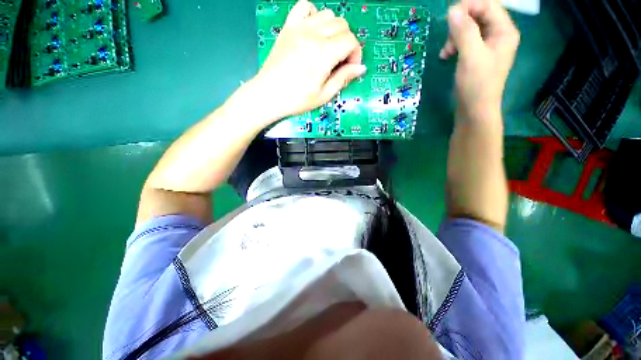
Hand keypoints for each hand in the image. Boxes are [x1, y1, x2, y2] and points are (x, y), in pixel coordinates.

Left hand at [254, 0, 365, 121]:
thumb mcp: (323, 95)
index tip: (351, 68)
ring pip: (328, 14)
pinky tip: (313, 31)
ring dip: (334, 30)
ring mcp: (299, 28)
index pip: (351, 41)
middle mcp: (313, 35)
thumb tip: (360, 68)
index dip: (356, 54)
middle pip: (342, 25)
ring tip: (329, 48)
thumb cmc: (297, 99)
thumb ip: (343, 78)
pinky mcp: (288, 27)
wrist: (269, 95)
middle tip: (340, 62)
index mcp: (323, 54)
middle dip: (348, 43)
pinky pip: (304, 6)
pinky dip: (314, 15)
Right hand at [440, 0, 519, 121]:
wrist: (474, 111)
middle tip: (448, 39)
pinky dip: (455, 45)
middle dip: (460, 24)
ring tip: (445, 51)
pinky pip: (466, 41)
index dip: (468, 7)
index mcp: (504, 31)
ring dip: (455, 36)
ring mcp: (488, 46)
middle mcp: (499, 35)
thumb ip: (464, 31)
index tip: (448, 18)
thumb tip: (452, 11)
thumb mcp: (471, 56)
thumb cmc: (476, 85)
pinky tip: (447, 55)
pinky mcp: (477, 55)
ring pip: (470, 28)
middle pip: (479, 15)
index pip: (488, 5)